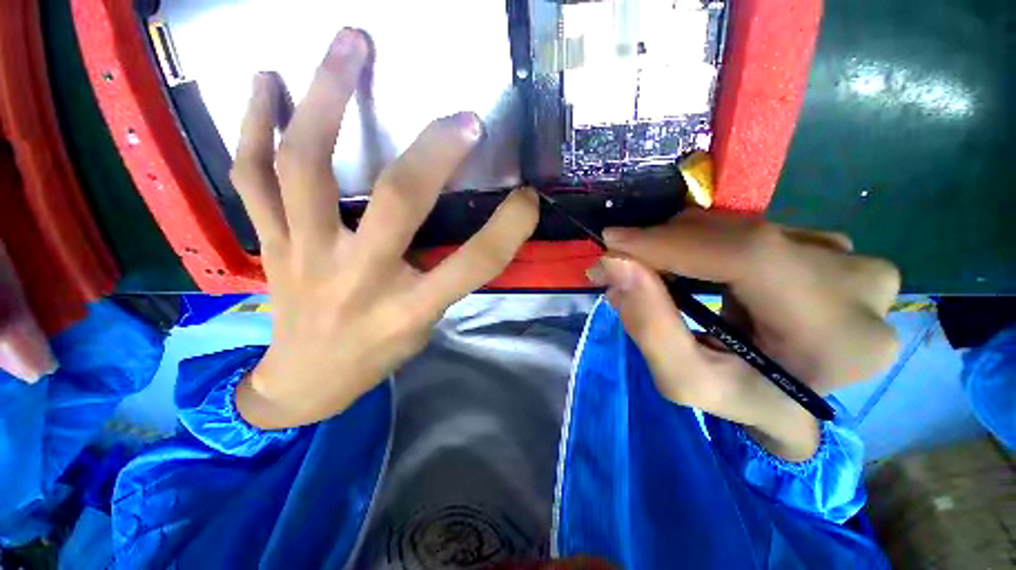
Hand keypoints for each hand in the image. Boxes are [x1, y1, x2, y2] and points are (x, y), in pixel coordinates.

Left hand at [230, 29, 537, 428]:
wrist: (304, 382)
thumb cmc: (375, 357)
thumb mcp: (424, 328)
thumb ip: (445, 280)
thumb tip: (470, 231)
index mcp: (408, 310)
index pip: (472, 265)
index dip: (507, 230)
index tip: (528, 198)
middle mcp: (358, 278)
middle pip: (397, 202)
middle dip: (435, 153)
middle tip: (463, 116)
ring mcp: (305, 255)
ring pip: (308, 168)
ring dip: (328, 99)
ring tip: (349, 44)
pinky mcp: (270, 243)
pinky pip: (251, 177)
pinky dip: (254, 125)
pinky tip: (265, 81)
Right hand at [589, 210, 900, 459]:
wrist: (794, 402)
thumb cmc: (742, 400)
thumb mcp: (686, 381)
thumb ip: (650, 326)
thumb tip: (615, 264)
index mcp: (837, 335)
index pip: (750, 257)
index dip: (673, 242)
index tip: (613, 242)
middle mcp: (858, 285)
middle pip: (743, 236)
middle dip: (666, 243)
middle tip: (621, 260)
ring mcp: (851, 258)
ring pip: (742, 227)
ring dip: (683, 243)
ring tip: (651, 268)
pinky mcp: (830, 246)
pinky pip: (750, 228)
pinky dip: (704, 241)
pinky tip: (687, 264)